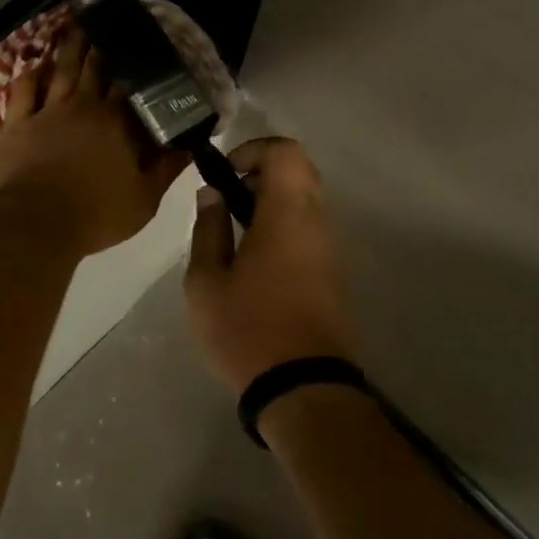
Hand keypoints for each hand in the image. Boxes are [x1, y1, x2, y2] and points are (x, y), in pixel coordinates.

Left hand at [0, 23, 190, 257]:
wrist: (37, 223)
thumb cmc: (96, 214)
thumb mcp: (144, 199)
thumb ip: (167, 168)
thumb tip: (190, 143)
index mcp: (117, 123)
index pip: (131, 86)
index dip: (137, 66)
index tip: (142, 46)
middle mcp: (84, 106)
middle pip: (96, 69)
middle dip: (104, 45)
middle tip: (109, 22)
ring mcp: (48, 111)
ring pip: (62, 70)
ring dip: (70, 47)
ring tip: (78, 24)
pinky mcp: (18, 122)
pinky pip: (23, 89)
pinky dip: (29, 74)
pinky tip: (35, 62)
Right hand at [184, 138, 355, 393]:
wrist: (304, 389)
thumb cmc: (248, 329)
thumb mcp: (206, 280)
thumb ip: (208, 228)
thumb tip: (212, 194)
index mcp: (287, 214)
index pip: (286, 152)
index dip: (253, 149)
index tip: (225, 172)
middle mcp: (316, 222)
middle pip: (299, 170)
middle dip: (261, 172)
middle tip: (228, 197)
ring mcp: (329, 248)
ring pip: (306, 200)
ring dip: (272, 200)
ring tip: (236, 230)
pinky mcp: (332, 273)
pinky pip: (309, 227)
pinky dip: (283, 223)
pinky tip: (255, 257)